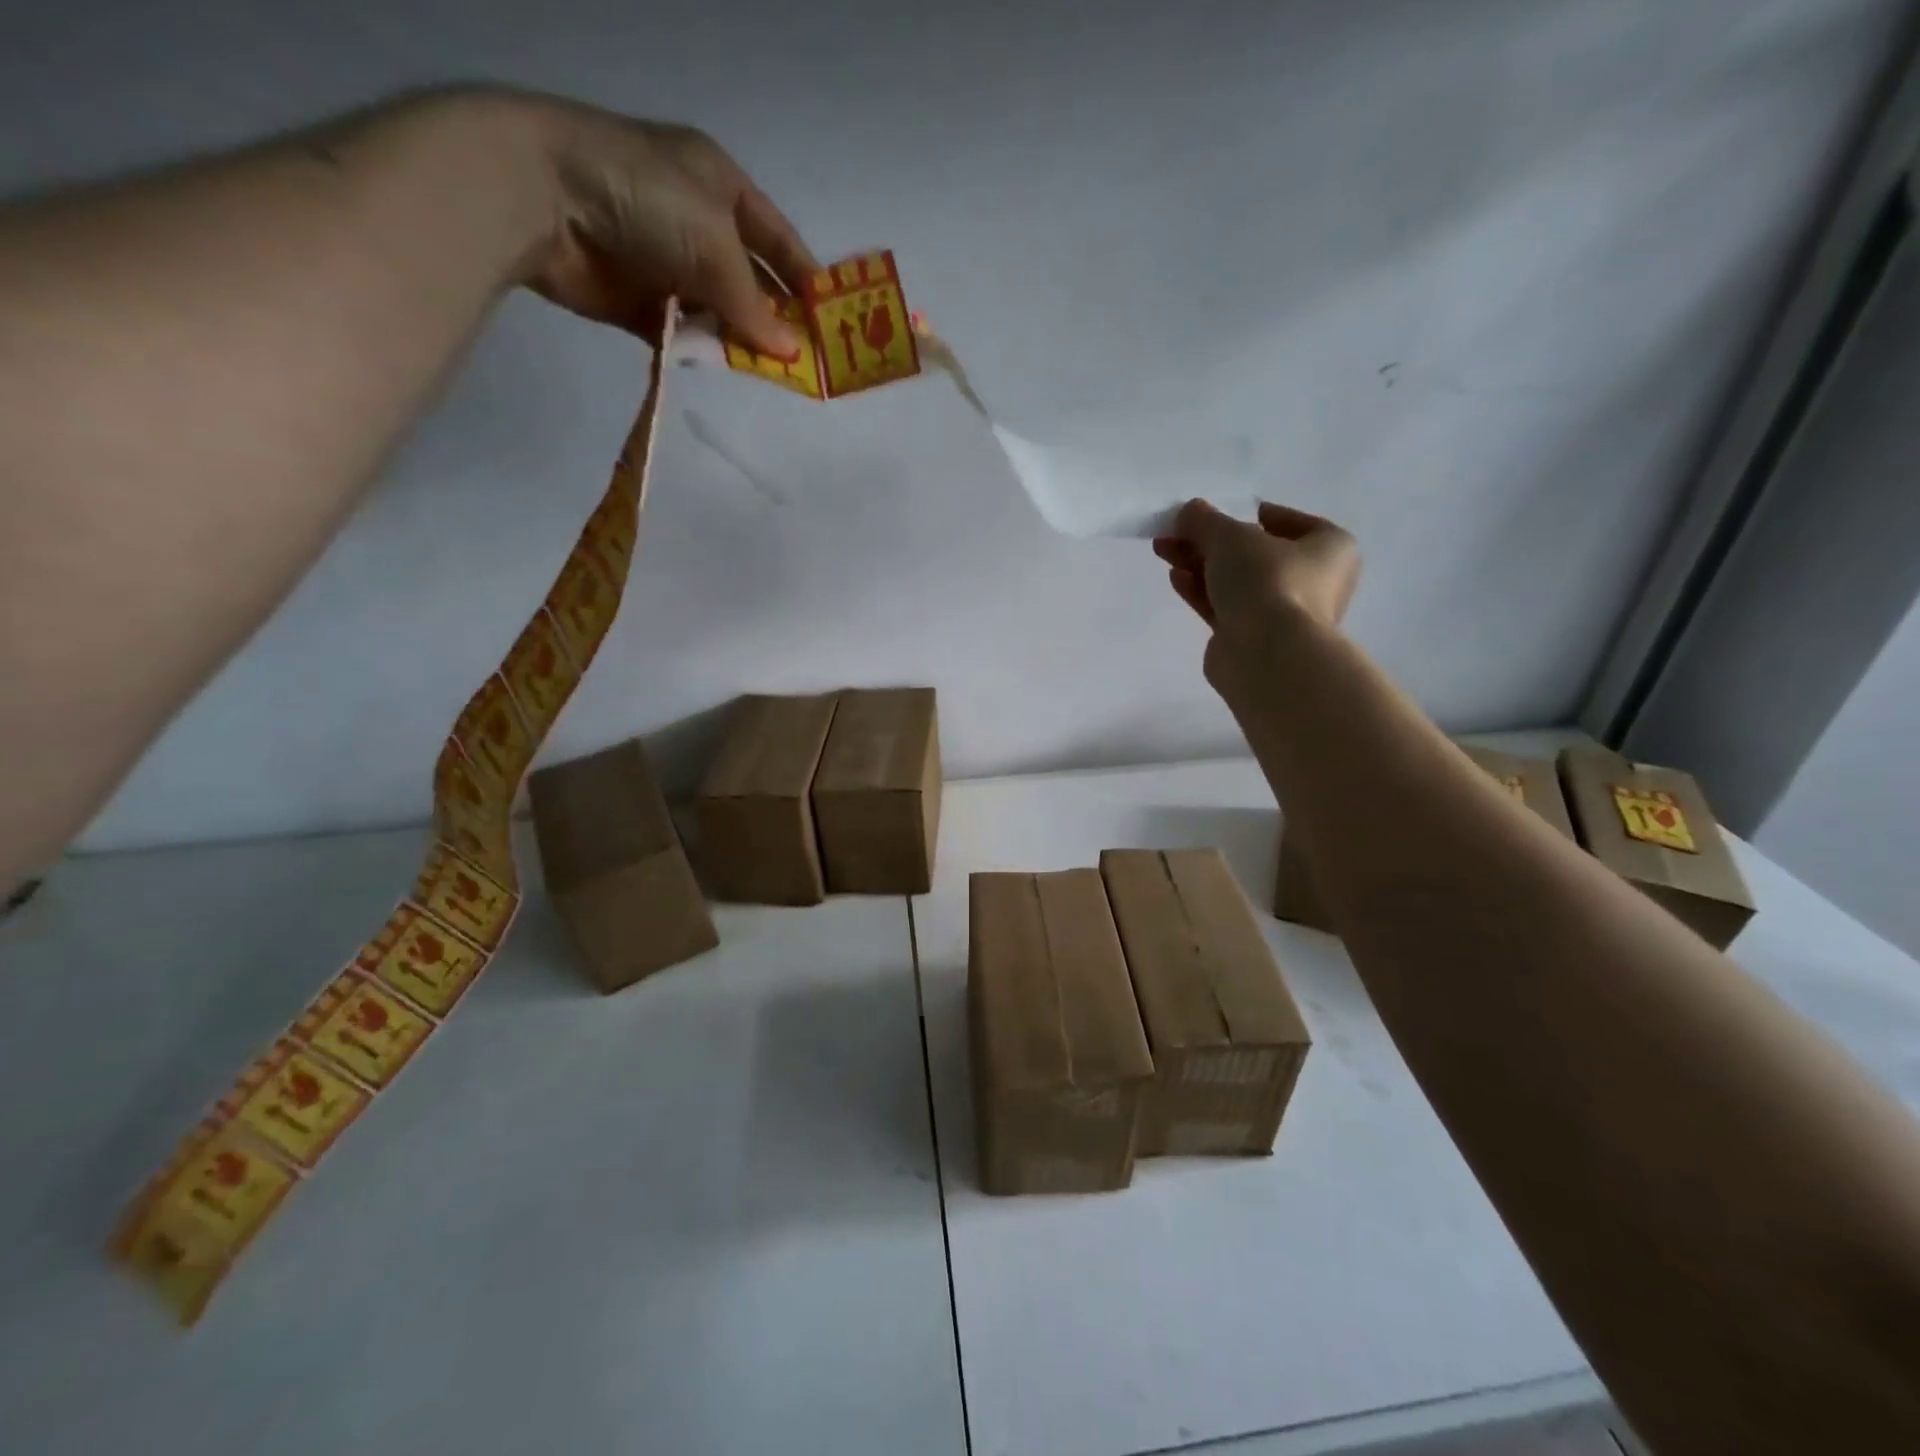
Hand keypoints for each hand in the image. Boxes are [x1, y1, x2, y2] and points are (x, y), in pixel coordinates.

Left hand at [519, 94, 817, 356]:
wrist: (546, 198)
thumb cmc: (647, 198)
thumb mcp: (716, 243)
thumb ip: (754, 303)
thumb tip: (788, 352)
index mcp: (720, 186)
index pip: (777, 238)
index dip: (804, 277)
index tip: (830, 320)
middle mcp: (697, 224)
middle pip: (750, 281)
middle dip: (776, 318)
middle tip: (805, 360)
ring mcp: (666, 263)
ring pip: (719, 312)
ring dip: (740, 339)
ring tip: (769, 371)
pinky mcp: (640, 302)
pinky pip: (684, 332)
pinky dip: (702, 349)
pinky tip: (723, 367)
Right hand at [1153, 498, 1360, 694]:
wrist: (1267, 655)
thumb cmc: (1267, 581)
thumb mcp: (1231, 536)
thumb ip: (1205, 520)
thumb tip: (1188, 512)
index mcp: (1329, 547)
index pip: (1286, 521)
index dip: (1246, 514)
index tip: (1213, 515)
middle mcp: (1313, 580)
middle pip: (1253, 553)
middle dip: (1210, 542)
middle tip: (1174, 532)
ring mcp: (1282, 613)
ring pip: (1236, 581)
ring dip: (1200, 564)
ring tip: (1164, 550)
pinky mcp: (1253, 638)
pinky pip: (1225, 607)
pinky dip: (1201, 591)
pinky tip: (1176, 578)